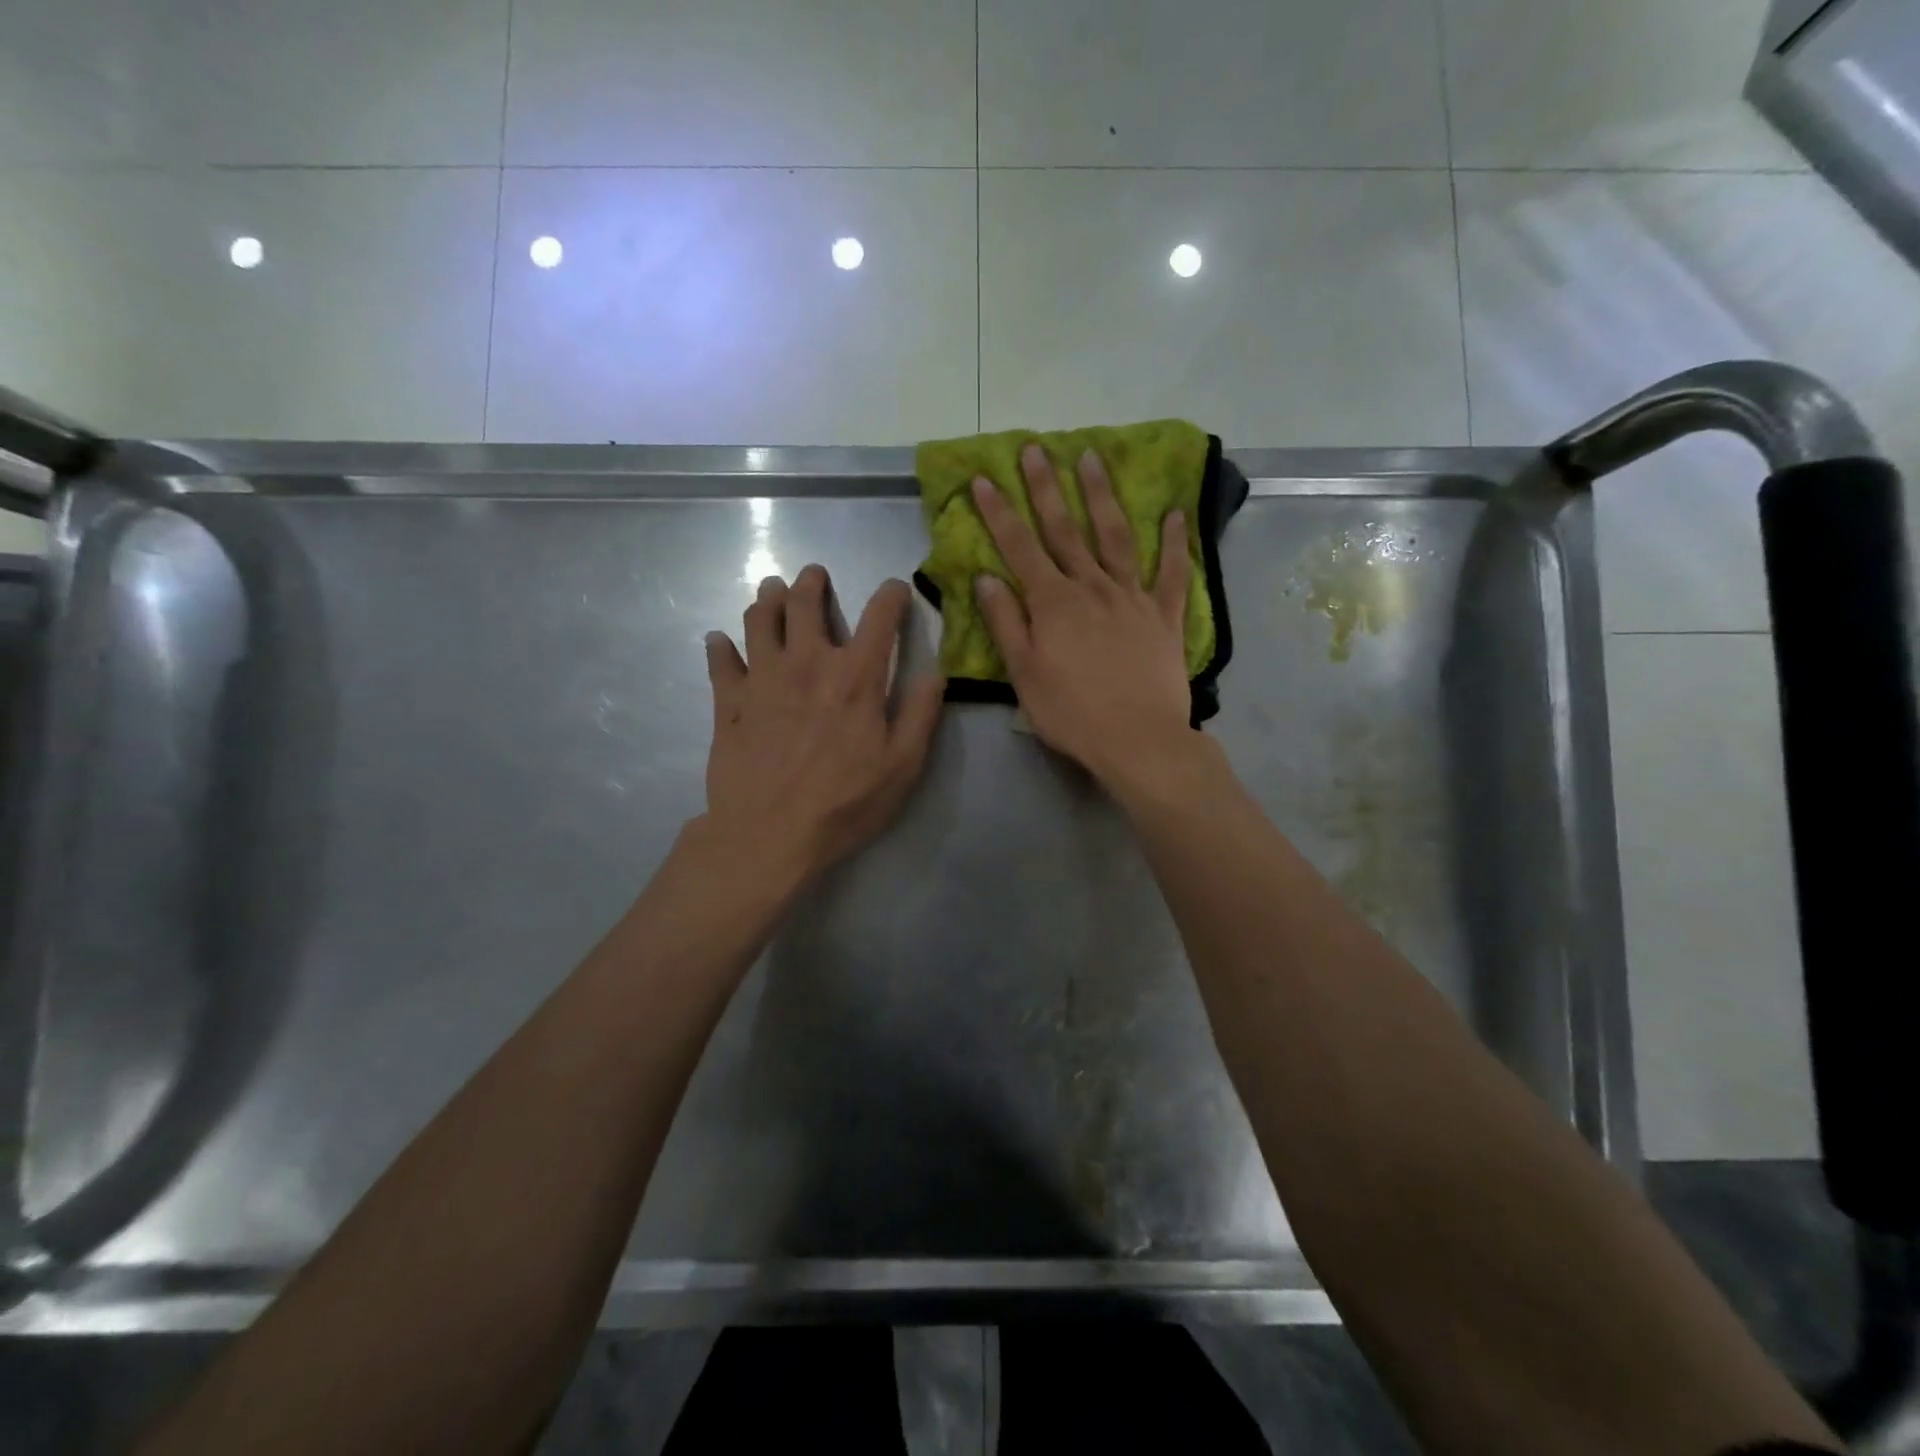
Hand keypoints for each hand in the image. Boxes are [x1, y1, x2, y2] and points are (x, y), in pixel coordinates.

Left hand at [702, 566, 944, 881]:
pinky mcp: (729, 702)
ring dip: (767, 599)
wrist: (768, 835)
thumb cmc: (844, 803)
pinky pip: (720, 660)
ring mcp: (763, 678)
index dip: (891, 596)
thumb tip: (935, 673)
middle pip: (805, 602)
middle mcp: (808, 663)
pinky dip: (720, 646)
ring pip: (760, 619)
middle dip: (812, 582)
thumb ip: (920, 714)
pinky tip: (720, 642)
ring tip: (771, 592)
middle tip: (814, 575)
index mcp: (856, 676)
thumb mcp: (902, 766)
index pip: (879, 617)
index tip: (896, 590)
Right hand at [972, 443, 1198, 793]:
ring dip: (1102, 496)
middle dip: (1046, 488)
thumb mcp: (1024, 674)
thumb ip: (1006, 623)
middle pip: (1065, 530)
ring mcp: (1133, 598)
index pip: (1019, 547)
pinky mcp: (1165, 616)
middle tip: (1035, 449)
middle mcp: (1092, 588)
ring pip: (1116, 537)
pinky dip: (1175, 543)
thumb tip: (986, 578)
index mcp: (1053, 603)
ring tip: (1092, 458)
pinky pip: (1173, 573)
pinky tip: (1175, 514)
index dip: (999, 512)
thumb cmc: (1072, 713)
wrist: (1139, 741)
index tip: (983, 478)